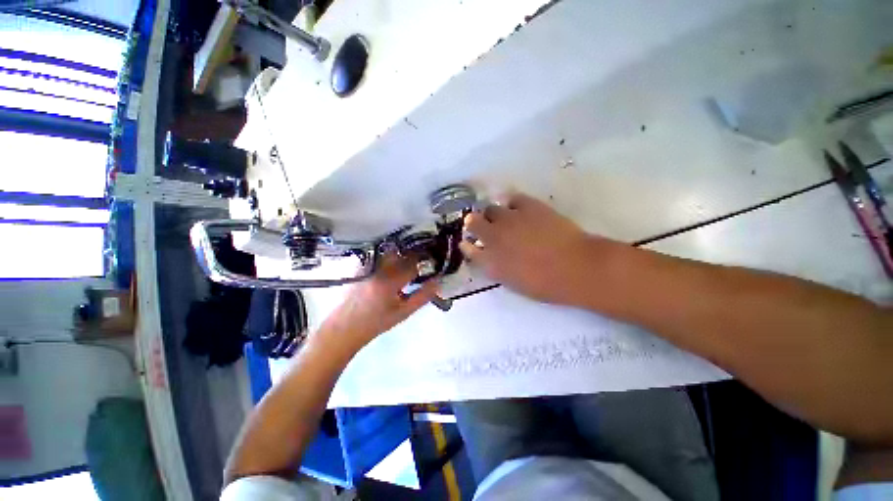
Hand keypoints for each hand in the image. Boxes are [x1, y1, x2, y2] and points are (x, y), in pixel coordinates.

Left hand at [316, 253, 438, 352]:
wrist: (343, 328)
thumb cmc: (375, 323)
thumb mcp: (403, 313)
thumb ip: (422, 296)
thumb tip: (438, 281)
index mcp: (389, 281)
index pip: (413, 263)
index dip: (426, 261)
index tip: (432, 263)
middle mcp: (377, 268)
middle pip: (401, 253)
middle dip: (414, 255)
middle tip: (421, 263)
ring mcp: (365, 264)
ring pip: (389, 251)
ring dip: (401, 254)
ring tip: (407, 263)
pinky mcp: (358, 264)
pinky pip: (378, 254)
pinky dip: (388, 256)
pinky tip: (391, 265)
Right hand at [459, 193, 602, 305]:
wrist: (575, 268)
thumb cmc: (545, 283)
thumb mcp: (513, 282)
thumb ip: (496, 268)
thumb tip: (489, 257)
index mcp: (489, 260)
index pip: (468, 248)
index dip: (468, 244)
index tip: (470, 242)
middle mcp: (493, 236)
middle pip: (472, 222)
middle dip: (474, 223)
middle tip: (484, 226)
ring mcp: (509, 219)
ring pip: (490, 208)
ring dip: (493, 214)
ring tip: (504, 218)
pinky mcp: (528, 206)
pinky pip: (512, 199)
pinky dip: (512, 204)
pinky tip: (519, 210)